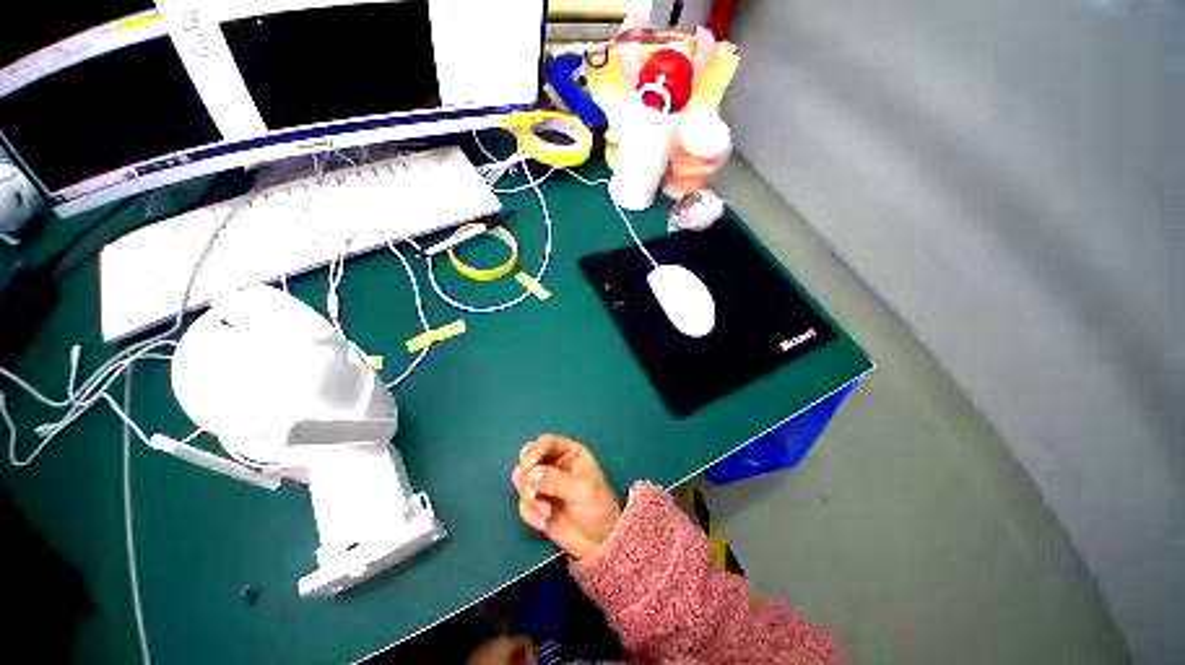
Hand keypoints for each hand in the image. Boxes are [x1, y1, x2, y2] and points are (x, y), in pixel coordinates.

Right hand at [511, 434, 621, 559]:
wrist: (599, 543)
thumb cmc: (598, 507)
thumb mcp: (582, 490)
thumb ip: (556, 480)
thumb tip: (531, 474)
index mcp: (570, 453)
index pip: (546, 442)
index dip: (534, 452)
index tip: (527, 468)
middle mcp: (555, 464)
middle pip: (528, 458)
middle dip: (526, 476)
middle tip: (533, 494)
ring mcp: (544, 484)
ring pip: (522, 480)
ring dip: (529, 498)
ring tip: (545, 512)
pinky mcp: (537, 504)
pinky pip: (522, 503)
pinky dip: (529, 513)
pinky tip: (543, 523)